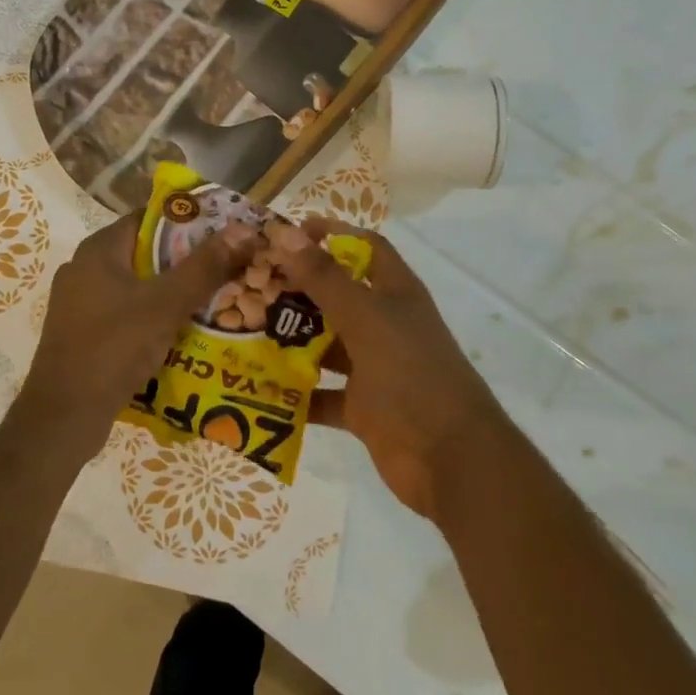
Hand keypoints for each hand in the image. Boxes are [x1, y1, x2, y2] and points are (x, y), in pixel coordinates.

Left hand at [18, 210, 256, 461]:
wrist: (63, 417)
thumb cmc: (112, 348)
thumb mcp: (165, 304)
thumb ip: (204, 267)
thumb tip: (244, 230)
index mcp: (98, 250)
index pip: (149, 217)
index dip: (189, 220)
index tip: (225, 231)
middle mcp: (85, 268)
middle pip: (146, 252)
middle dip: (187, 260)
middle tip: (229, 268)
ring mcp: (81, 303)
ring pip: (138, 286)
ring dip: (173, 292)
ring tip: (217, 299)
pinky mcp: (84, 333)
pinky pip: (128, 313)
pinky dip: (154, 317)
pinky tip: (183, 332)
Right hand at [269, 220, 505, 518]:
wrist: (451, 461)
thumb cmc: (412, 376)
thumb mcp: (366, 319)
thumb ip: (324, 279)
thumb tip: (285, 234)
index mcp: (395, 294)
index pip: (365, 248)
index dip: (332, 234)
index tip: (288, 234)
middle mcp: (384, 325)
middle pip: (337, 295)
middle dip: (297, 289)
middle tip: (251, 285)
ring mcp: (374, 368)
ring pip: (325, 345)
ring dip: (291, 340)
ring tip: (244, 331)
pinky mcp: (362, 408)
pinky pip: (321, 394)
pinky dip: (296, 392)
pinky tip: (259, 387)